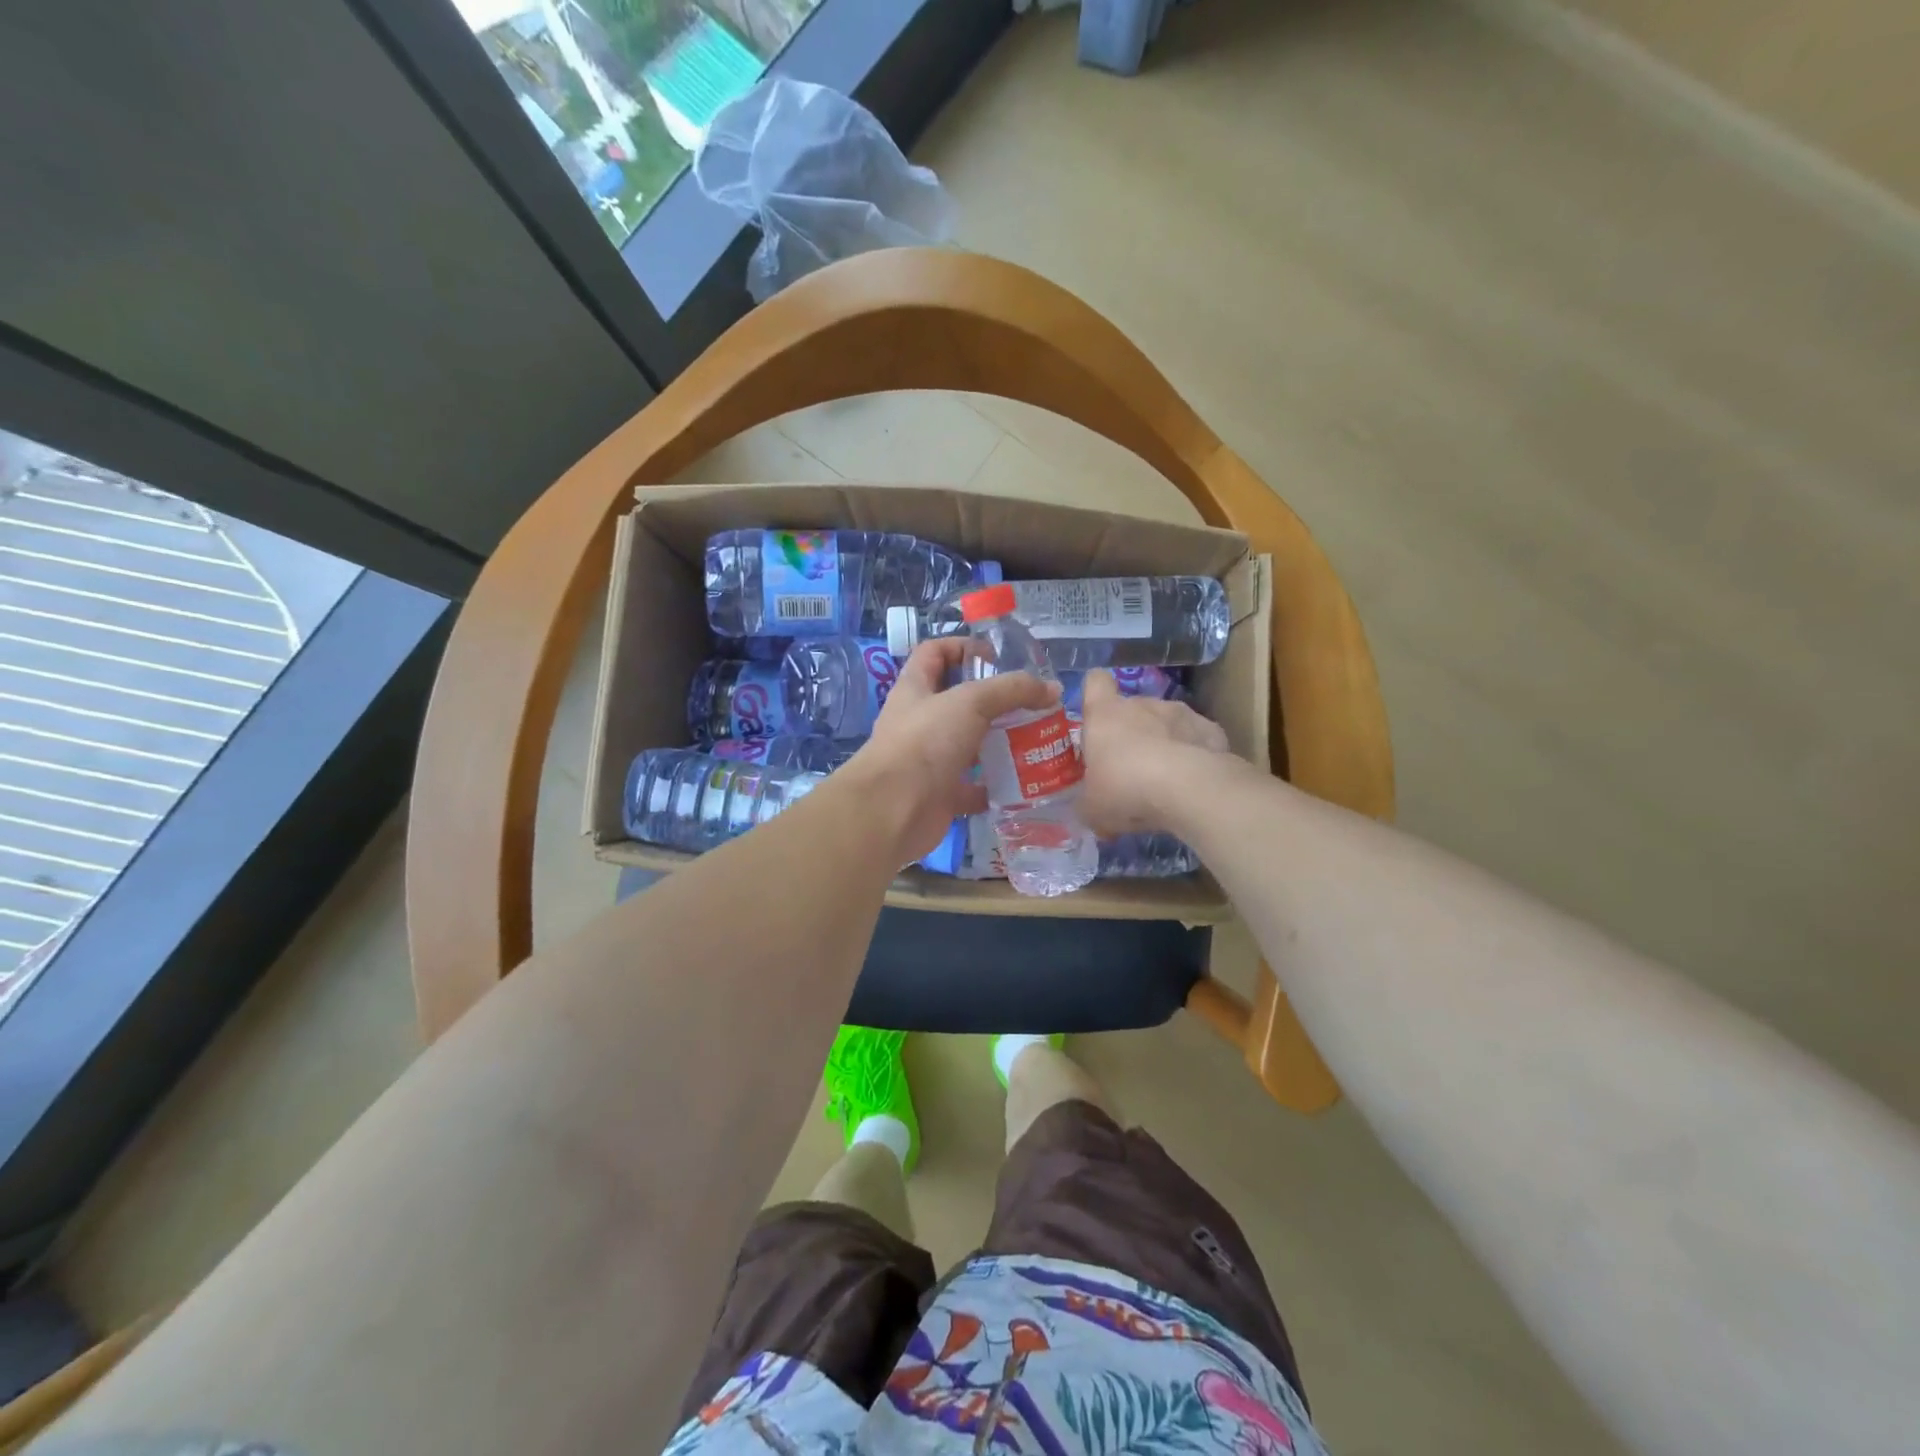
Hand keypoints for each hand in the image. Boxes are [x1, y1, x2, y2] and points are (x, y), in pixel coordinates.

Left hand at [842, 639, 1057, 861]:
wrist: (893, 810)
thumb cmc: (925, 742)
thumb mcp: (971, 702)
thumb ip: (1012, 690)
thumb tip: (1053, 689)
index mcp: (916, 688)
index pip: (935, 653)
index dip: (963, 647)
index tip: (998, 658)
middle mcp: (920, 721)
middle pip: (958, 701)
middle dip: (995, 701)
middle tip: (1031, 705)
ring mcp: (929, 760)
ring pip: (970, 745)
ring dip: (1000, 743)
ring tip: (1038, 740)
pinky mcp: (941, 794)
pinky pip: (974, 787)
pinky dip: (997, 786)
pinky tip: (1025, 782)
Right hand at [1076, 669, 1230, 836]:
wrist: (1188, 789)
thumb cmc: (1125, 789)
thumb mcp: (1092, 808)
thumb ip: (1088, 802)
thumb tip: (1090, 808)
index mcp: (1105, 714)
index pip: (1095, 683)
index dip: (1094, 695)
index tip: (1096, 718)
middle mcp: (1142, 704)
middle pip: (1132, 708)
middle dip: (1131, 733)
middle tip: (1130, 770)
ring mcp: (1180, 713)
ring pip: (1166, 723)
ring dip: (1164, 744)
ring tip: (1166, 780)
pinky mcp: (1211, 729)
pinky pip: (1196, 739)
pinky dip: (1194, 755)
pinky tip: (1193, 782)